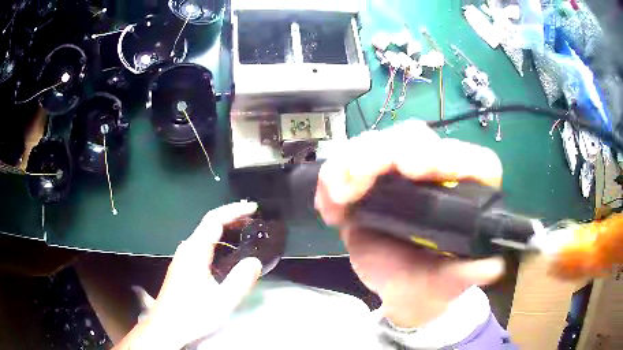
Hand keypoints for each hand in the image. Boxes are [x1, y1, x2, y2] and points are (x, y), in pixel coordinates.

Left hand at [132, 202, 262, 348]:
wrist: (167, 326)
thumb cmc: (192, 314)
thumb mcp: (221, 302)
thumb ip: (240, 281)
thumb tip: (255, 261)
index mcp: (195, 252)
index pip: (214, 220)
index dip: (234, 211)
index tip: (253, 208)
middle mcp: (187, 249)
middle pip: (209, 224)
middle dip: (232, 218)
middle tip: (254, 219)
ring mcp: (183, 258)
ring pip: (205, 235)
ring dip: (225, 229)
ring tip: (245, 233)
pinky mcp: (183, 266)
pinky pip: (202, 245)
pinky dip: (218, 241)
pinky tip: (227, 253)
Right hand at [315, 121, 504, 327]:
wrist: (403, 289)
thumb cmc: (432, 283)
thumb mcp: (449, 283)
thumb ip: (468, 274)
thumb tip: (492, 266)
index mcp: (470, 191)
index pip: (471, 160)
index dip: (447, 156)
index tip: (413, 169)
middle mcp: (440, 171)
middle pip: (414, 138)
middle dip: (382, 153)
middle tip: (357, 178)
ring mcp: (402, 170)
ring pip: (377, 143)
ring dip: (350, 163)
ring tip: (337, 197)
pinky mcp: (373, 179)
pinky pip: (348, 163)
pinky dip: (332, 180)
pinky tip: (329, 207)